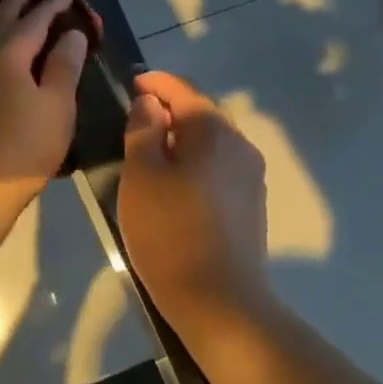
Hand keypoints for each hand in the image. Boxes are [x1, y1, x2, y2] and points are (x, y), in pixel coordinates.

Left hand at [0, 0, 89, 213]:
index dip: (51, 7)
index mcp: (7, 56)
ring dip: (3, 24)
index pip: (33, 21)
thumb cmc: (24, 147)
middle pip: (0, 23)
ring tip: (16, 16)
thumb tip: (72, 33)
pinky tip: (5, 58)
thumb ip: (64, 65)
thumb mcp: (56, 106)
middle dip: (15, 4)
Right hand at [118, 72, 272, 326]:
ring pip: (211, 144)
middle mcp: (241, 146)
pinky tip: (174, 187)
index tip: (131, 84)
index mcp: (214, 131)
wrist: (220, 300)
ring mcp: (251, 177)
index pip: (183, 90)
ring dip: (182, 141)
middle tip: (134, 122)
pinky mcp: (251, 205)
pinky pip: (218, 170)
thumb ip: (144, 130)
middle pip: (201, 115)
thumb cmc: (170, 232)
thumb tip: (150, 103)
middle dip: (169, 112)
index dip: (155, 83)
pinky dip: (195, 166)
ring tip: (150, 155)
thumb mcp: (141, 176)